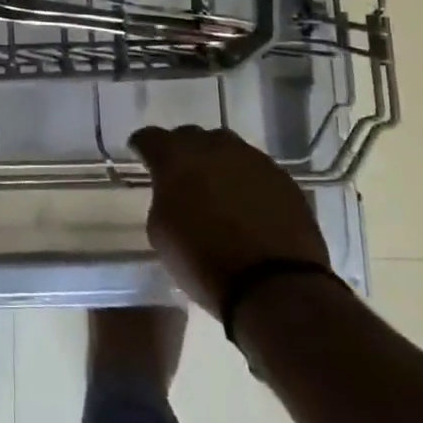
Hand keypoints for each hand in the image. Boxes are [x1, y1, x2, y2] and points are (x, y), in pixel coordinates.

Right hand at [130, 125, 330, 317]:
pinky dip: (246, 181)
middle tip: (182, 176)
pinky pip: (254, 169)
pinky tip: (247, 204)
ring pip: (225, 148)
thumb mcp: (161, 233)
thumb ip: (162, 199)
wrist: (275, 286)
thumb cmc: (204, 261)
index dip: (142, 146)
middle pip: (189, 136)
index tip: (141, 156)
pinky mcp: (281, 176)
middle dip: (182, 152)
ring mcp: (251, 158)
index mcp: (175, 157)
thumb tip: (172, 192)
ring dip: (217, 163)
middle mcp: (212, 146)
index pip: (149, 137)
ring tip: (218, 189)